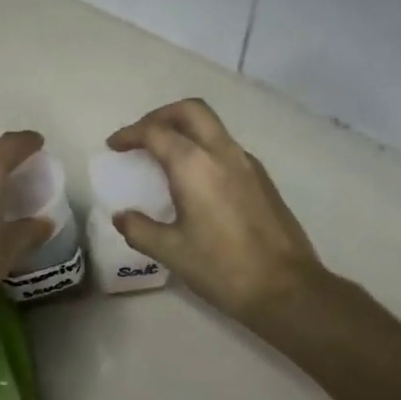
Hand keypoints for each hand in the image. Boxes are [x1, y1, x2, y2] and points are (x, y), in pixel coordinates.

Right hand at [107, 99, 324, 328]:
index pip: (156, 132)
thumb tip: (122, 216)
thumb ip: (140, 229)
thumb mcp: (171, 251)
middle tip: (141, 136)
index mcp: (195, 165)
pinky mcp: (262, 178)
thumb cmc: (222, 268)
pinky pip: (226, 146)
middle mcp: (222, 153)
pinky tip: (195, 178)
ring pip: (212, 126)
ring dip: (184, 129)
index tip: (114, 146)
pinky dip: (203, 147)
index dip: (130, 134)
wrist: (286, 289)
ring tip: (164, 155)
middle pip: (190, 111)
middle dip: (160, 116)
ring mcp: (247, 163)